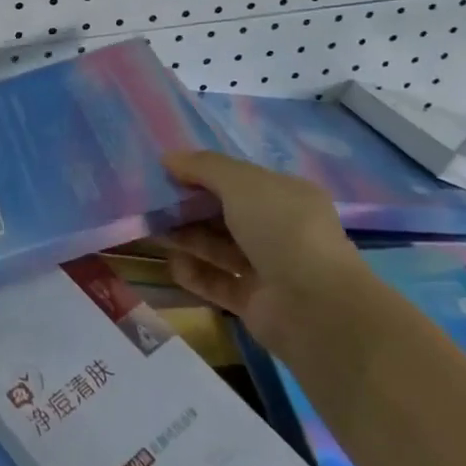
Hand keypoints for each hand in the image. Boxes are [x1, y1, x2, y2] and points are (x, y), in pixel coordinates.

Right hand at [156, 150, 378, 364]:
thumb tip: (168, 158)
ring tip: (150, 231)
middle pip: (225, 214)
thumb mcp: (241, 183)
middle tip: (151, 204)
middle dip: (189, 208)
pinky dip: (194, 273)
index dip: (203, 175)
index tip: (167, 173)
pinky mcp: (254, 301)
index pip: (240, 180)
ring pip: (218, 247)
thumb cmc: (281, 229)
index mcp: (287, 197)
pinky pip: (217, 282)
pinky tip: (171, 264)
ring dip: (186, 238)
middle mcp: (280, 230)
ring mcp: (268, 268)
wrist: (314, 307)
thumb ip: (203, 167)